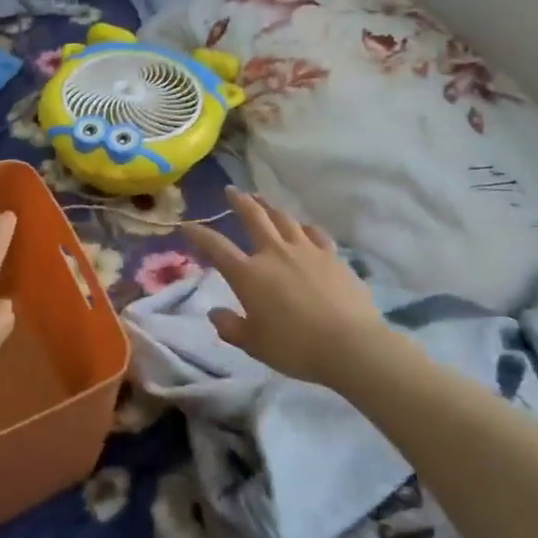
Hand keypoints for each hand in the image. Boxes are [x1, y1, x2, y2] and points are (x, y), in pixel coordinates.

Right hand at [183, 187, 387, 389]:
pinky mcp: (332, 256)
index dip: (199, 234)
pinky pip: (315, 233)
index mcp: (249, 274)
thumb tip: (214, 313)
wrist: (350, 345)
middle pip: (253, 217)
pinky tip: (303, 227)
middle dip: (240, 201)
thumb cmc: (295, 347)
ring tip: (263, 199)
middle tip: (231, 190)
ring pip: (284, 219)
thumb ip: (231, 327)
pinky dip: (304, 227)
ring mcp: (306, 250)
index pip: (217, 247)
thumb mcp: (254, 344)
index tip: (187, 225)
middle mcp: (275, 253)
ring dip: (270, 206)